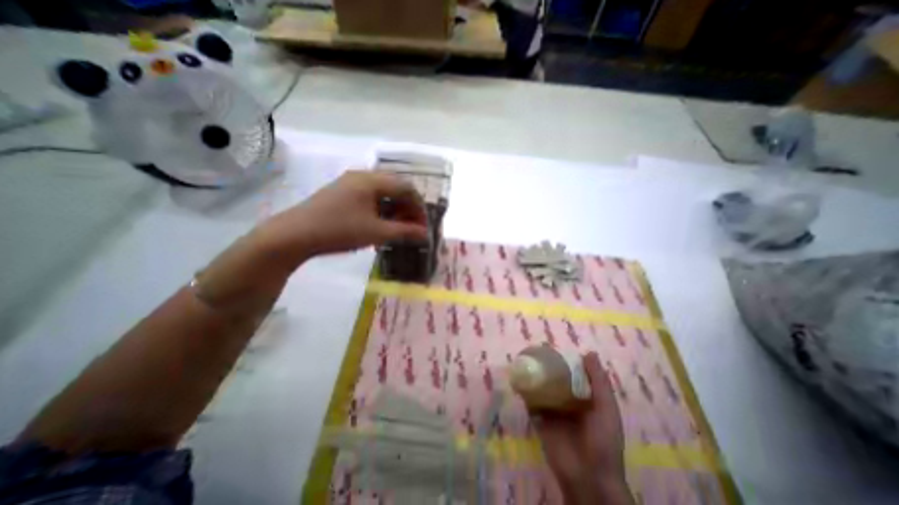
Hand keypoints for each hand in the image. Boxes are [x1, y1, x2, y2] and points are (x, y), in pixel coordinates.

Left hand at [260, 170, 426, 263]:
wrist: (294, 235)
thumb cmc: (339, 230)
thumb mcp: (376, 232)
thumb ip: (404, 231)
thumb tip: (425, 234)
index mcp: (371, 180)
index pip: (406, 187)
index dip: (419, 206)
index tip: (423, 225)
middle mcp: (362, 176)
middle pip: (395, 187)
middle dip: (408, 207)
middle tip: (412, 226)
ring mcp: (350, 183)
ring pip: (382, 191)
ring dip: (395, 208)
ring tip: (398, 226)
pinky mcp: (341, 192)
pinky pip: (370, 196)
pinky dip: (381, 208)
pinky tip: (381, 223)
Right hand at [533, 353, 630, 504]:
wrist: (587, 476)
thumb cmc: (602, 440)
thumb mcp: (606, 408)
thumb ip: (599, 382)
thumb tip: (588, 352)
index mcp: (584, 398)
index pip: (572, 374)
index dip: (563, 361)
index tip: (553, 346)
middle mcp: (566, 401)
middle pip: (554, 379)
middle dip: (545, 366)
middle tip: (533, 350)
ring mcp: (551, 410)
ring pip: (541, 388)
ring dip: (533, 376)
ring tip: (522, 359)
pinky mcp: (539, 419)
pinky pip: (530, 401)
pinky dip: (524, 391)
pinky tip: (517, 378)